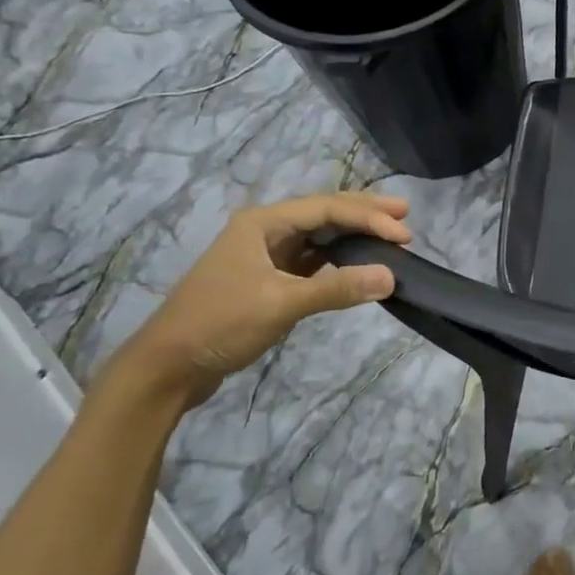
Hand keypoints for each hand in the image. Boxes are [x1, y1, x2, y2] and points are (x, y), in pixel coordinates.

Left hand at [109, 193, 410, 407]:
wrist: (169, 366)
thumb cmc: (220, 323)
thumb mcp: (281, 303)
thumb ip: (337, 288)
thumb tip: (391, 276)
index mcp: (262, 223)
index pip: (326, 209)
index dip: (368, 217)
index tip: (404, 234)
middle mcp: (264, 231)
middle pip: (323, 214)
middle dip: (364, 213)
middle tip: (405, 214)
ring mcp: (265, 257)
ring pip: (318, 237)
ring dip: (352, 236)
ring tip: (388, 236)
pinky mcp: (267, 282)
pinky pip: (311, 262)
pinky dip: (337, 261)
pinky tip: (357, 264)